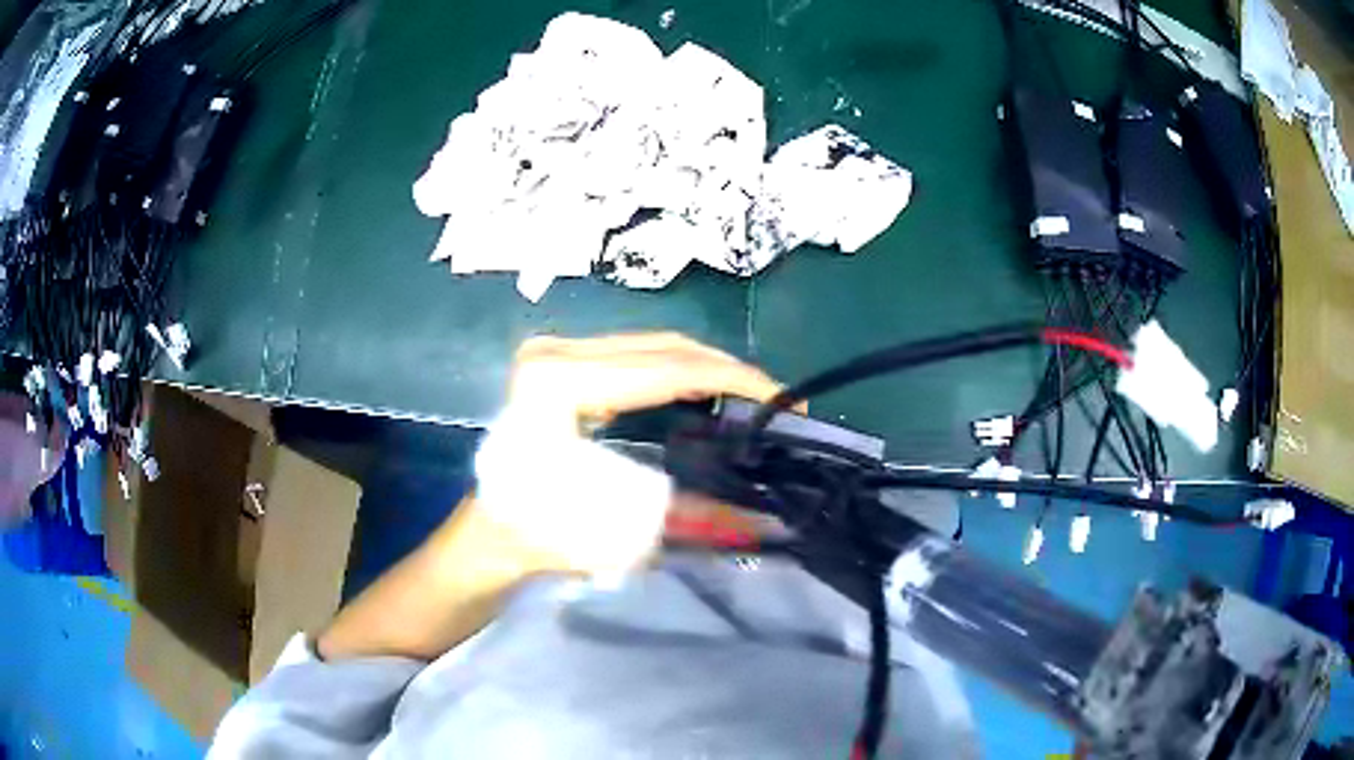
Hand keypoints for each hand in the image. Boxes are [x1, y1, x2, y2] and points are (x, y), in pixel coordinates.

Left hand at [481, 332, 789, 577]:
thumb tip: (758, 517)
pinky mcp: (560, 365)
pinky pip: (635, 356)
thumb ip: (686, 520)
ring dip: (706, 368)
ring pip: (652, 345)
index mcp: (558, 383)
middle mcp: (556, 353)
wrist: (483, 536)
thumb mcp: (611, 532)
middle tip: (778, 400)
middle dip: (728, 369)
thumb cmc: (532, 538)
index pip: (664, 368)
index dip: (732, 380)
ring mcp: (555, 354)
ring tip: (753, 398)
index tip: (782, 399)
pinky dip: (679, 372)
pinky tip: (707, 393)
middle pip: (663, 346)